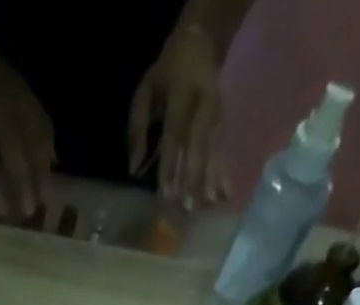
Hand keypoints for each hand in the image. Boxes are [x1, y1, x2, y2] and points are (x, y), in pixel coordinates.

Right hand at [0, 44, 55, 215]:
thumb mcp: (23, 97)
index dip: (43, 169)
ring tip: (2, 211)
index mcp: (20, 104)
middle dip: (22, 183)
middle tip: (29, 211)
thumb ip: (39, 128)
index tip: (48, 199)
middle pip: (14, 152)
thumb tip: (55, 163)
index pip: (37, 139)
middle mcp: (0, 111)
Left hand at [127, 23, 228, 208]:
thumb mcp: (146, 91)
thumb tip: (134, 170)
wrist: (202, 42)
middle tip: (188, 207)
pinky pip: (222, 151)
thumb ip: (138, 129)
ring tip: (209, 206)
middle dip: (193, 178)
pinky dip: (223, 174)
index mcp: (182, 94)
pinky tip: (225, 195)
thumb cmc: (167, 74)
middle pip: (198, 146)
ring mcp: (217, 115)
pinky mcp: (224, 123)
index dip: (170, 165)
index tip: (166, 194)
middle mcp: (203, 106)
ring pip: (213, 150)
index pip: (174, 135)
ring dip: (211, 180)